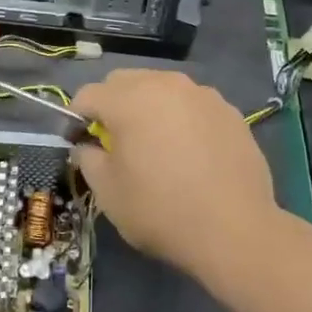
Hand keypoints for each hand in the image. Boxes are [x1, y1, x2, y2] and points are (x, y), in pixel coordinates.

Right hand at [71, 69, 277, 269]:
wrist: (234, 230)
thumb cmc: (160, 210)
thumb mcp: (107, 192)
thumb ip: (87, 158)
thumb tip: (88, 145)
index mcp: (128, 99)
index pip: (88, 95)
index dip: (77, 119)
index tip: (82, 145)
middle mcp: (164, 84)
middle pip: (124, 82)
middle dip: (112, 105)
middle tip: (117, 143)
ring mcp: (201, 94)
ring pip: (161, 88)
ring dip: (149, 107)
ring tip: (157, 145)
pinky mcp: (229, 110)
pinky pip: (192, 104)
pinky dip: (182, 118)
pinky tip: (191, 152)